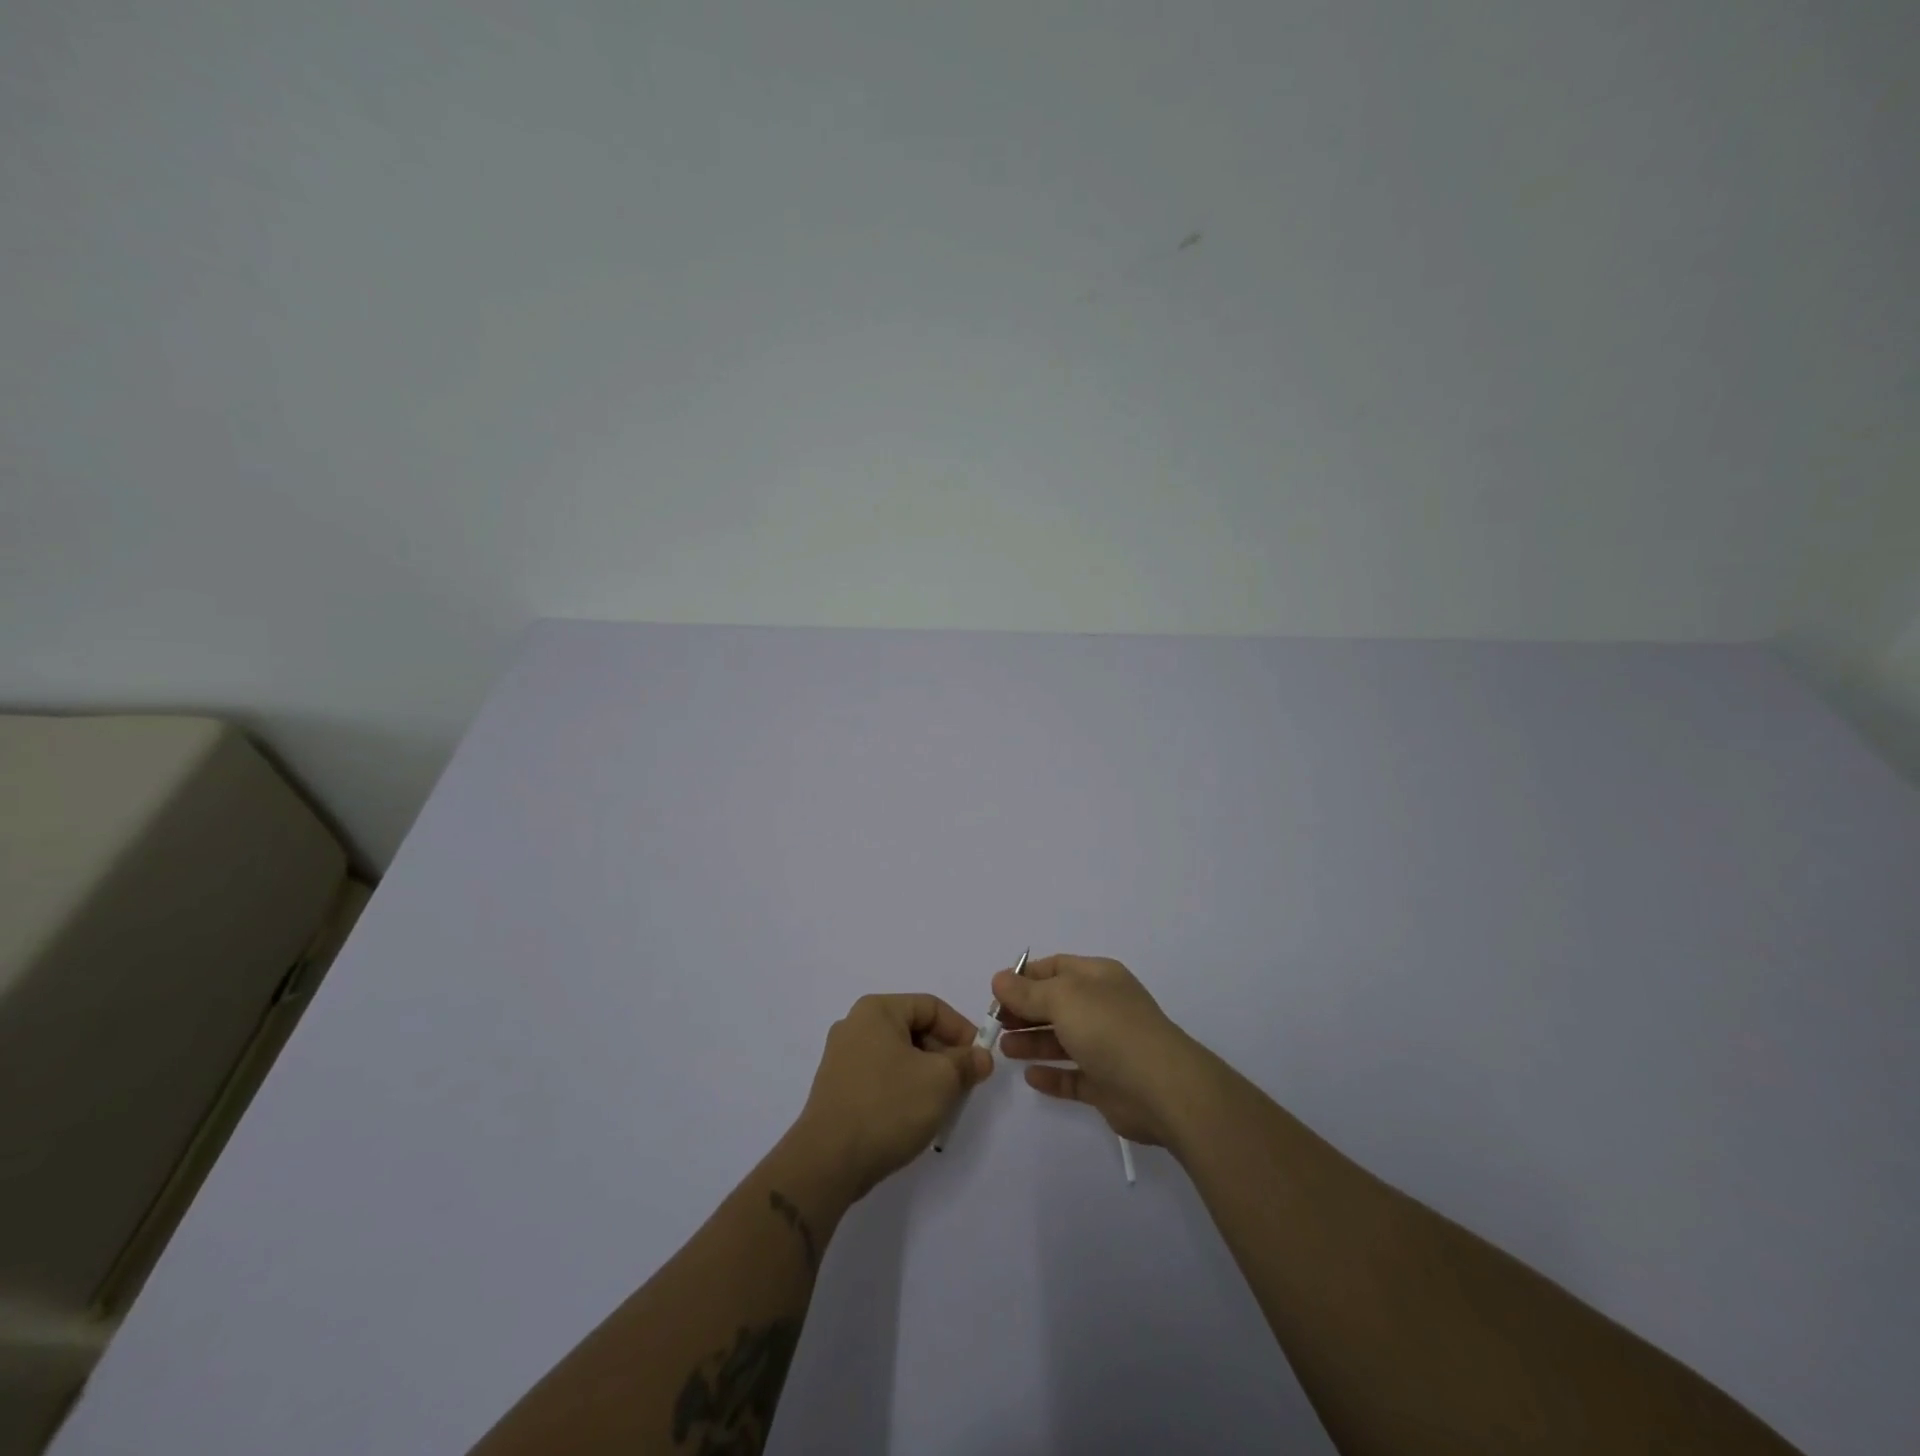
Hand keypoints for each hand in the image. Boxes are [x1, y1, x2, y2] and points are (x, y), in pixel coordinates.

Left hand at [793, 994, 992, 1196]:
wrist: (828, 1162)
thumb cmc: (888, 1106)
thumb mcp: (940, 1081)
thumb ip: (966, 1063)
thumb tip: (980, 1057)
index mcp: (877, 1010)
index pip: (931, 1006)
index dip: (961, 1029)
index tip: (980, 1059)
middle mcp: (855, 1025)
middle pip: (913, 1029)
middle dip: (944, 1054)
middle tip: (965, 1083)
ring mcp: (842, 1057)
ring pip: (898, 1055)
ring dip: (926, 1074)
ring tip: (944, 1103)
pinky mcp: (837, 1088)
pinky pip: (881, 1076)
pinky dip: (903, 1088)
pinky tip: (915, 1115)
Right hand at [993, 954, 1204, 1145]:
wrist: (1161, 1088)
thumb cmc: (1109, 1029)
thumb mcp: (1063, 998)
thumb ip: (1028, 991)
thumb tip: (1000, 979)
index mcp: (1098, 978)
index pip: (1056, 968)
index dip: (1025, 977)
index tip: (996, 993)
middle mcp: (1103, 1007)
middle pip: (1056, 1004)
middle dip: (1024, 1011)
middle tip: (995, 1024)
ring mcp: (1106, 1047)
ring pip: (1062, 1040)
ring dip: (1032, 1042)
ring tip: (1004, 1049)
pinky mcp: (1107, 1085)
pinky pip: (1073, 1076)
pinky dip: (1051, 1076)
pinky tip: (1030, 1078)